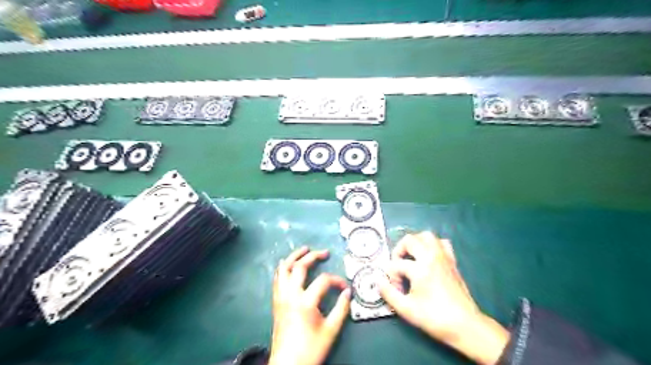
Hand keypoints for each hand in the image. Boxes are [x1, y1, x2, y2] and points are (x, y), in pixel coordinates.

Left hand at [268, 247, 350, 364]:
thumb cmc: (311, 349)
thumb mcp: (331, 330)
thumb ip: (341, 309)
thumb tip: (348, 293)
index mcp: (305, 301)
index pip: (324, 281)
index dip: (337, 281)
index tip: (345, 288)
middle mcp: (291, 294)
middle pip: (300, 267)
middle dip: (313, 256)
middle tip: (324, 252)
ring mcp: (281, 297)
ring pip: (284, 269)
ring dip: (294, 256)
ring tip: (303, 249)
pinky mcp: (276, 302)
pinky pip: (277, 279)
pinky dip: (282, 268)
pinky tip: (286, 264)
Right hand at [379, 232, 511, 363]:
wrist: (466, 325)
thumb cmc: (435, 318)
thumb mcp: (406, 309)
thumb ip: (388, 293)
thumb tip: (378, 281)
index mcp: (420, 268)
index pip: (396, 264)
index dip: (391, 277)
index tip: (396, 290)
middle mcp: (431, 257)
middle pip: (409, 240)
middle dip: (398, 251)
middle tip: (398, 266)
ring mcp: (443, 257)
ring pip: (427, 236)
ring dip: (415, 243)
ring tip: (410, 257)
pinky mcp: (452, 261)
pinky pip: (442, 243)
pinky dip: (432, 245)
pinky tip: (428, 257)